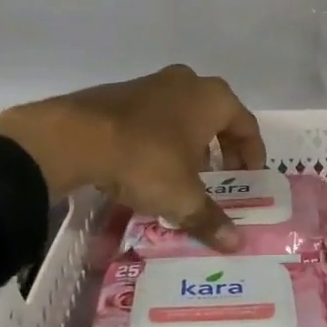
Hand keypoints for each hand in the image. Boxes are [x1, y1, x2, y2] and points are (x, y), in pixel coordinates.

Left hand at [0, 65, 265, 252]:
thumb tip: (235, 244)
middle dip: (221, 149)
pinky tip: (149, 166)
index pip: (247, 126)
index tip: (250, 179)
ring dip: (190, 143)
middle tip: (220, 178)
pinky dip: (161, 139)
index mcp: (213, 98)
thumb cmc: (145, 161)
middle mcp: (187, 83)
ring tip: (185, 176)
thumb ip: (211, 219)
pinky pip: (154, 117)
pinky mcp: (120, 94)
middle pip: (216, 117)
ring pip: (183, 115)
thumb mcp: (182, 197)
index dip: (253, 155)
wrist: (73, 138)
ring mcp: (151, 84)